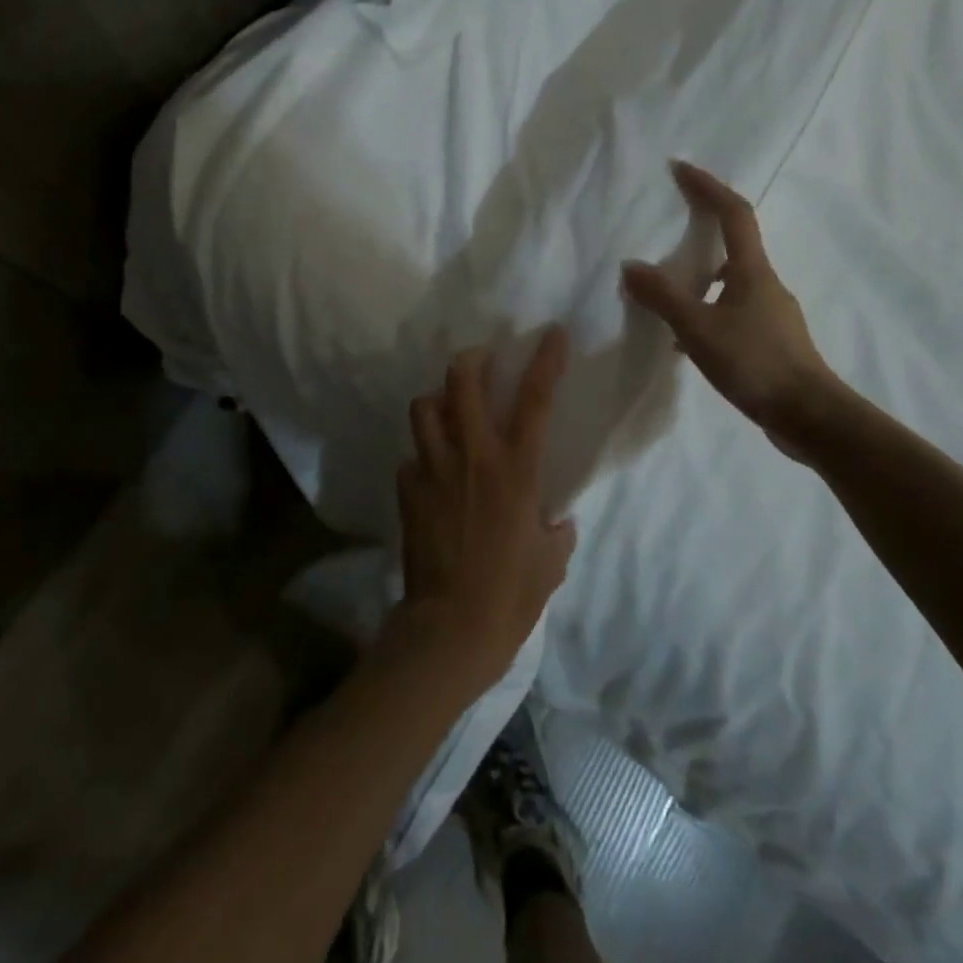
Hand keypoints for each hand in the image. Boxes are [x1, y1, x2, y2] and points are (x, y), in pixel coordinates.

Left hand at [389, 327, 576, 694]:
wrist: (450, 628)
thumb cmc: (512, 596)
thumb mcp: (551, 561)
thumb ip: (555, 530)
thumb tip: (554, 520)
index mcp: (515, 470)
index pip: (535, 400)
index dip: (546, 360)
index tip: (552, 333)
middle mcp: (472, 457)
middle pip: (461, 382)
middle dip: (470, 359)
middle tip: (479, 361)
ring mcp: (433, 471)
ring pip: (423, 408)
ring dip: (437, 402)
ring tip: (448, 412)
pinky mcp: (406, 491)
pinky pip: (411, 457)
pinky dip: (422, 456)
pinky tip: (430, 475)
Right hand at [621, 161, 844, 460]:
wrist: (810, 416)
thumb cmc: (756, 363)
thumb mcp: (698, 330)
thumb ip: (663, 297)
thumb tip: (630, 266)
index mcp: (752, 271)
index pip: (733, 213)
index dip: (708, 186)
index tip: (681, 168)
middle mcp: (766, 285)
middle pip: (735, 245)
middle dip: (703, 231)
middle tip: (668, 232)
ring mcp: (772, 315)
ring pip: (732, 284)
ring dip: (701, 279)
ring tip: (668, 293)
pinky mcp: (772, 343)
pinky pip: (733, 314)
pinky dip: (708, 314)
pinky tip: (687, 342)